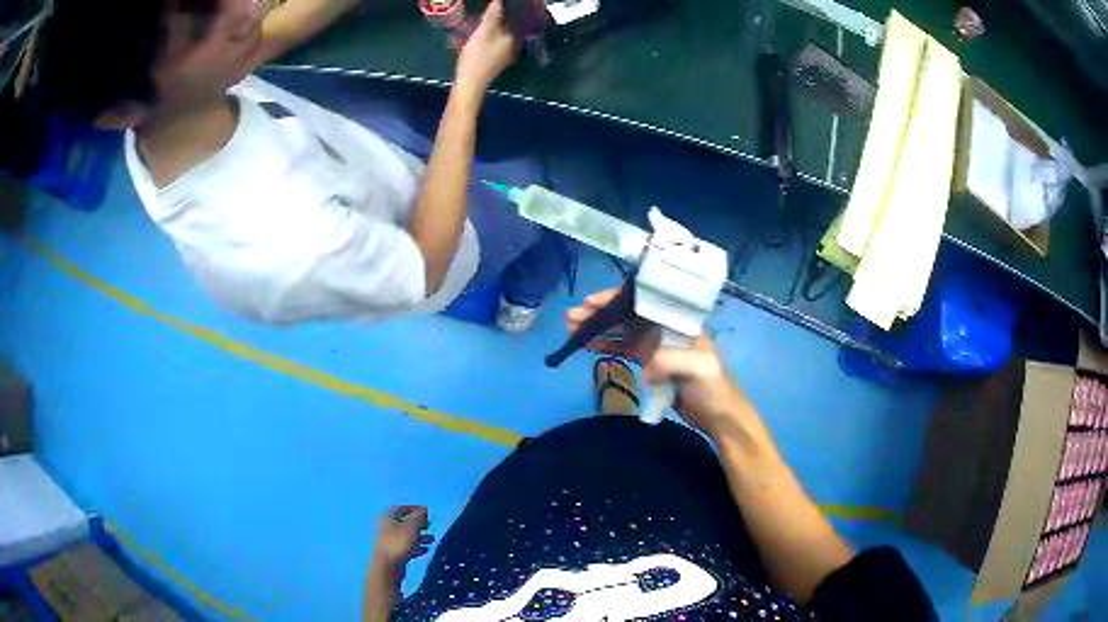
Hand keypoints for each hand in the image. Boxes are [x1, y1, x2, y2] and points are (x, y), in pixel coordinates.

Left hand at [372, 506, 434, 581]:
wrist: (387, 566)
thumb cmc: (399, 543)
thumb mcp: (412, 527)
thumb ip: (419, 516)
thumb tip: (424, 509)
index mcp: (388, 516)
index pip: (402, 508)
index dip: (415, 509)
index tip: (428, 513)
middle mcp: (386, 526)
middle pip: (404, 522)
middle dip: (419, 524)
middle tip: (430, 526)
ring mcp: (388, 540)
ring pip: (406, 535)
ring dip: (420, 536)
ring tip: (432, 540)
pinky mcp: (392, 552)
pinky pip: (406, 546)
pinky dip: (416, 547)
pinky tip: (425, 551)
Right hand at [455, 0, 517, 91]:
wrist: (470, 85)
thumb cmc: (477, 57)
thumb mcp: (484, 32)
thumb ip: (492, 15)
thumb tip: (499, 1)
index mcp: (514, 39)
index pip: (512, 20)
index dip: (503, 12)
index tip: (493, 7)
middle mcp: (513, 48)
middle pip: (505, 29)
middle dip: (495, 21)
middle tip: (483, 14)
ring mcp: (504, 57)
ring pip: (498, 38)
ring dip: (489, 30)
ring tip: (478, 23)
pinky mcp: (494, 64)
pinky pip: (492, 46)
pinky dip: (486, 40)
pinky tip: (477, 38)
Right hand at [566, 288, 755, 439]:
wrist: (720, 417)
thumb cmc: (713, 389)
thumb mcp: (699, 371)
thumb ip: (672, 362)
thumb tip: (645, 367)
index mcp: (678, 322)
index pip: (643, 302)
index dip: (616, 300)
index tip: (591, 303)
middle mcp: (665, 328)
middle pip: (628, 315)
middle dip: (600, 313)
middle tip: (571, 317)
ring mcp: (657, 346)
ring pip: (623, 331)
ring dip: (599, 328)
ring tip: (571, 329)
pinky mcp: (651, 363)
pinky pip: (624, 349)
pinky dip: (607, 346)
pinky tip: (587, 346)